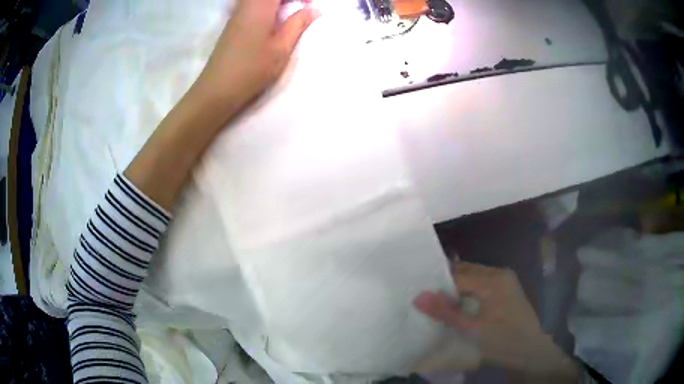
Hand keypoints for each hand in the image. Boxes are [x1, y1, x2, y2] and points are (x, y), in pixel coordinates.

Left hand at [192, 0, 318, 113]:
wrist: (217, 89)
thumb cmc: (251, 69)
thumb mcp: (281, 48)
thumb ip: (298, 24)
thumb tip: (314, 10)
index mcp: (260, 4)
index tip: (309, 5)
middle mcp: (246, 3)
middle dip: (289, 0)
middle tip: (303, 8)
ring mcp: (237, 12)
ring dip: (279, 3)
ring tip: (291, 14)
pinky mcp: (233, 22)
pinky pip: (253, 4)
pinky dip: (268, 7)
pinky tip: (275, 20)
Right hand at [413, 262, 579, 381]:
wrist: (532, 354)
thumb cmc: (504, 341)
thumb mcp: (473, 330)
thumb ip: (446, 312)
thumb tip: (417, 296)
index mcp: (494, 278)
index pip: (458, 274)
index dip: (437, 284)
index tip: (417, 294)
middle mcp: (500, 274)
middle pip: (466, 273)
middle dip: (445, 285)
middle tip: (424, 299)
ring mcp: (504, 283)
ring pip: (472, 280)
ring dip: (455, 291)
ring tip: (436, 304)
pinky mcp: (505, 293)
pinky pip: (480, 287)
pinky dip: (466, 295)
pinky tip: (457, 308)